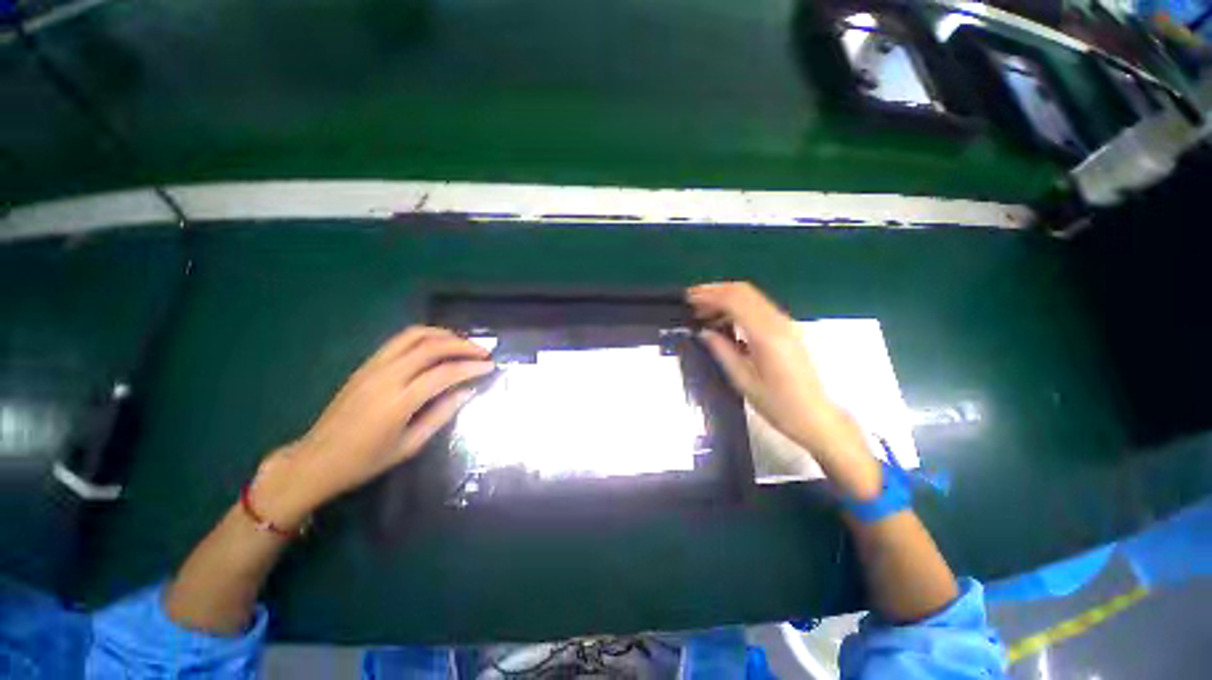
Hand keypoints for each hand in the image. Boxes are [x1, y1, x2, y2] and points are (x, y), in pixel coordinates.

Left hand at [253, 327, 493, 525]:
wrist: (315, 460)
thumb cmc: (365, 461)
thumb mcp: (410, 445)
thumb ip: (442, 414)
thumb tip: (468, 391)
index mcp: (398, 402)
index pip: (444, 373)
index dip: (472, 367)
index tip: (491, 366)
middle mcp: (386, 377)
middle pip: (431, 346)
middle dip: (462, 345)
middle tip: (483, 352)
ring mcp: (373, 367)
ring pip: (414, 335)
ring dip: (444, 334)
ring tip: (463, 343)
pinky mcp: (366, 364)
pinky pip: (400, 340)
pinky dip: (425, 337)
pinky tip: (438, 346)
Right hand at [687, 282, 881, 498]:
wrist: (814, 416)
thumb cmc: (777, 404)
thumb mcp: (743, 380)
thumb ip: (722, 351)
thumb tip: (703, 331)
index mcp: (766, 335)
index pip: (734, 301)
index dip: (709, 295)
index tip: (688, 299)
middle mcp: (778, 322)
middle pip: (743, 291)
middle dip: (715, 291)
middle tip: (692, 301)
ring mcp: (785, 323)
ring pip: (751, 296)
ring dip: (725, 297)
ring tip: (702, 312)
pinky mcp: (786, 328)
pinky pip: (758, 307)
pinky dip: (737, 306)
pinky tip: (723, 320)